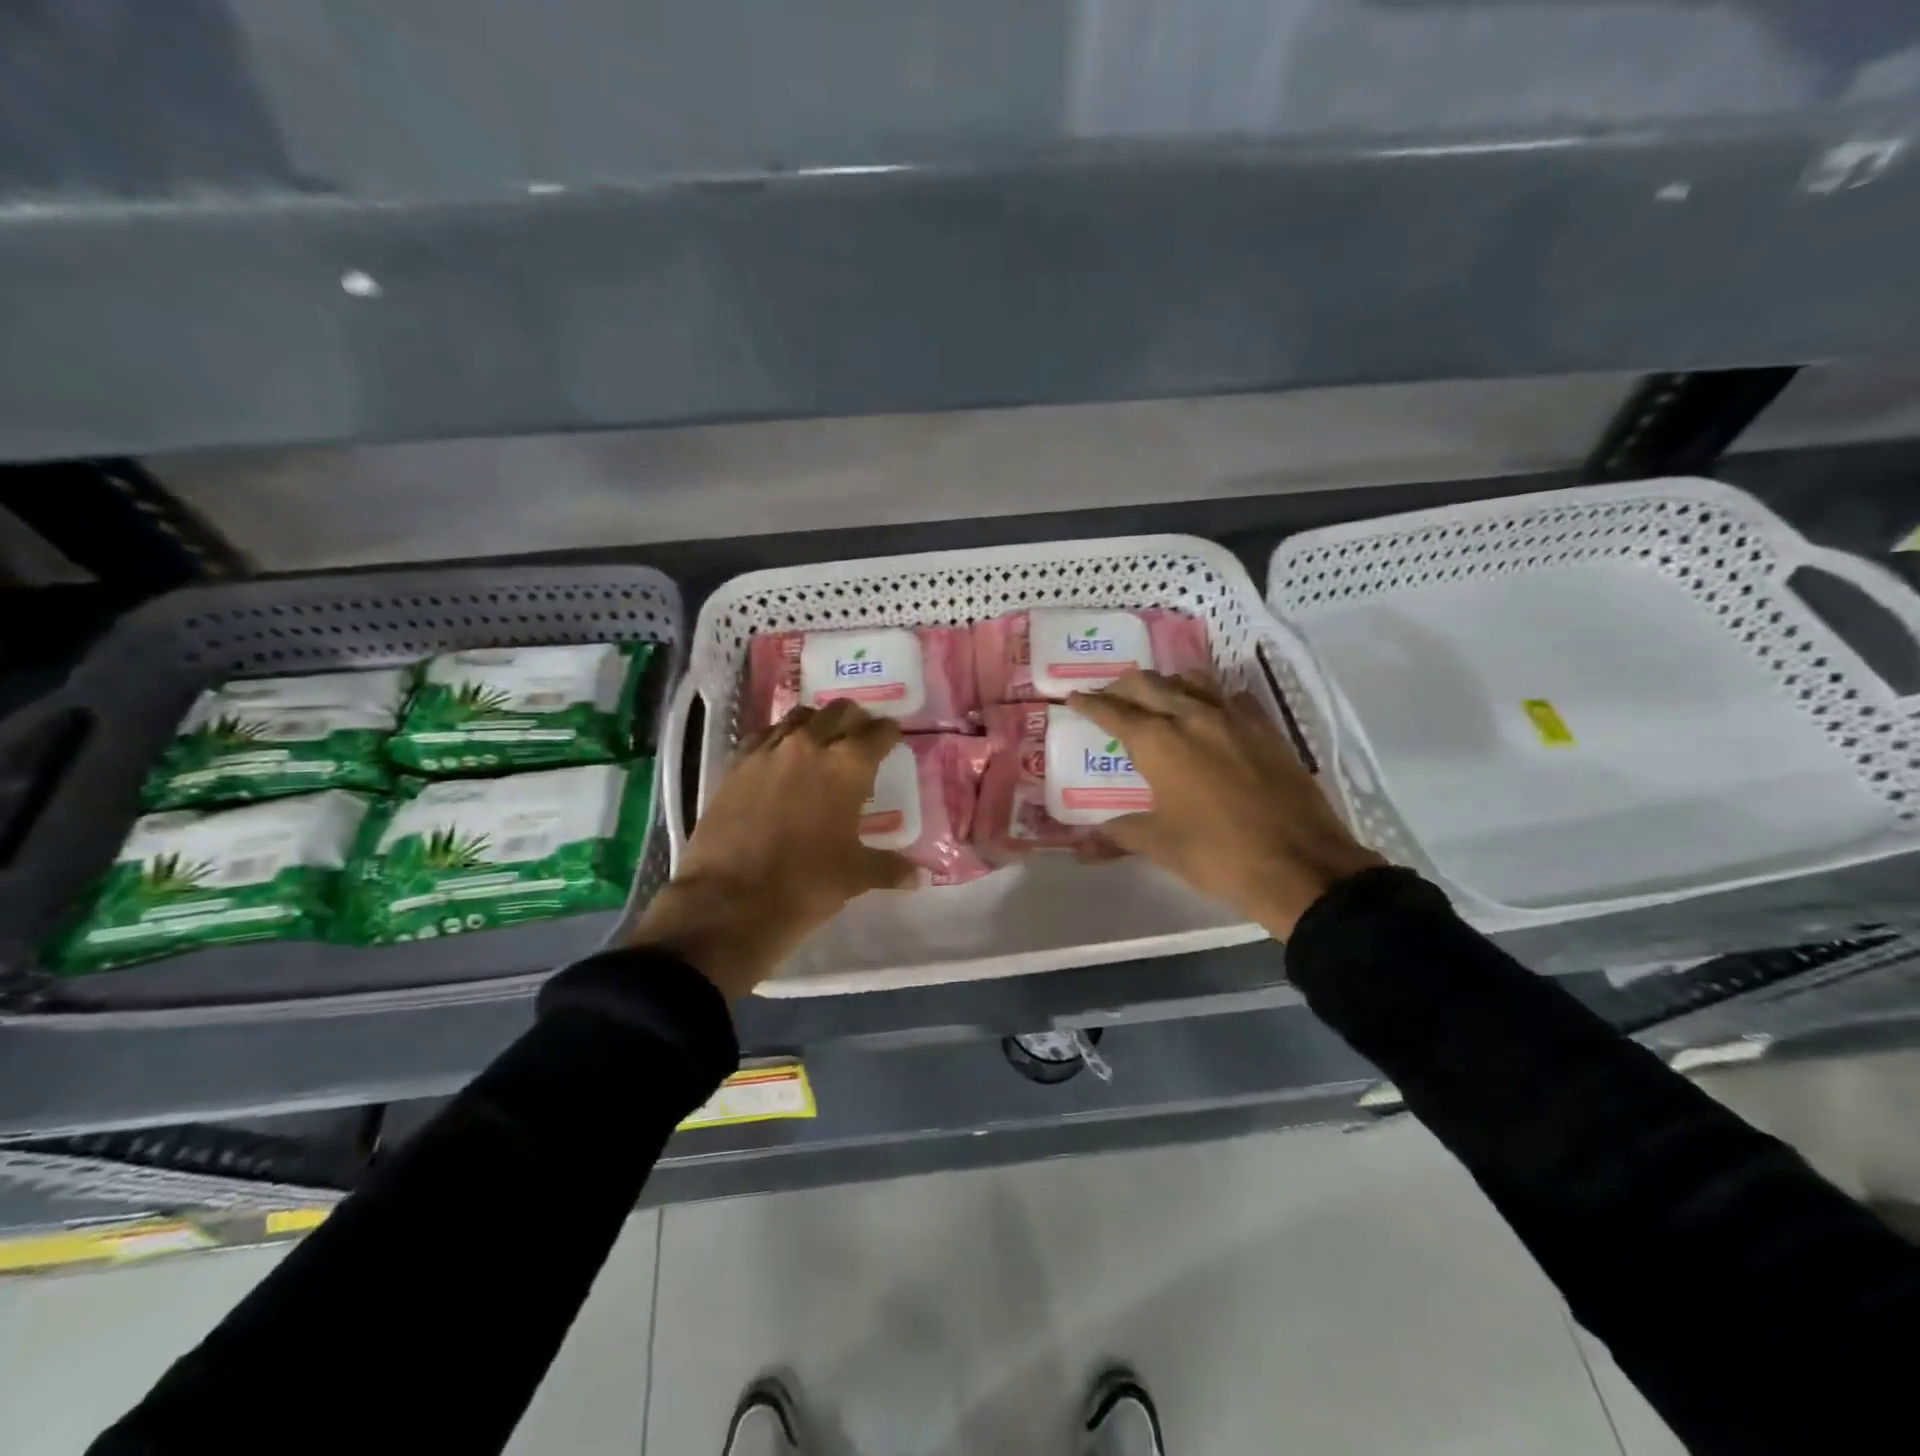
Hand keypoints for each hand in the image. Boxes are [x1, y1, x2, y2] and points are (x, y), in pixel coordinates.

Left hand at [625, 700, 915, 997]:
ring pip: (800, 717)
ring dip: (817, 723)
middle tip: (861, 738)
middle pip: (839, 712)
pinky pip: (764, 735)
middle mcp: (809, 745)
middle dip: (855, 720)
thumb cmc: (805, 884)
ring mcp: (768, 750)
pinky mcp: (736, 764)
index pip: (878, 733)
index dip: (890, 733)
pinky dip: (780, 738)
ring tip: (822, 742)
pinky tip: (781, 758)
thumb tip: (917, 876)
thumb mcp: (856, 876)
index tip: (893, 738)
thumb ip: (889, 867)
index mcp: (847, 766)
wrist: (729, 900)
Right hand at [1069, 671, 1384, 939]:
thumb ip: (1120, 833)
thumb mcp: (1160, 845)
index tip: (1074, 698)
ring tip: (1156, 697)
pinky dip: (1210, 697)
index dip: (1090, 703)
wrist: (1300, 864)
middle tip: (1109, 696)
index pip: (1114, 712)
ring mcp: (1234, 718)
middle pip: (1149, 684)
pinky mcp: (1266, 729)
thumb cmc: (1218, 855)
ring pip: (1192, 681)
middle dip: (1123, 686)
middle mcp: (1193, 717)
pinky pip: (1231, 697)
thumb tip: (1088, 842)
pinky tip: (1210, 712)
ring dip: (1166, 683)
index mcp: (1160, 742)